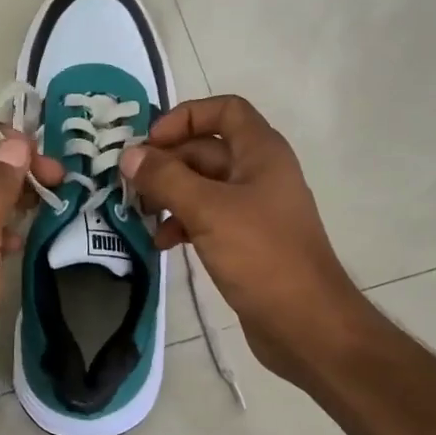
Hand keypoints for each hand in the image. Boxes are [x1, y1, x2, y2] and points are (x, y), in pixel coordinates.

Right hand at [120, 96, 365, 389]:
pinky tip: (161, 243)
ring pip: (202, 186)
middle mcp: (258, 173)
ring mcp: (253, 208)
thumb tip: (129, 155)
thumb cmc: (261, 256)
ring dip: (169, 195)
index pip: (224, 110)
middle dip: (167, 162)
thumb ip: (166, 178)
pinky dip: (182, 223)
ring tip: (140, 215)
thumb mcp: (208, 210)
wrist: (305, 324)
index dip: (185, 117)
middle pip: (206, 149)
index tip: (151, 143)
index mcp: (260, 153)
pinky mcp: (246, 241)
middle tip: (130, 184)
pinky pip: (207, 218)